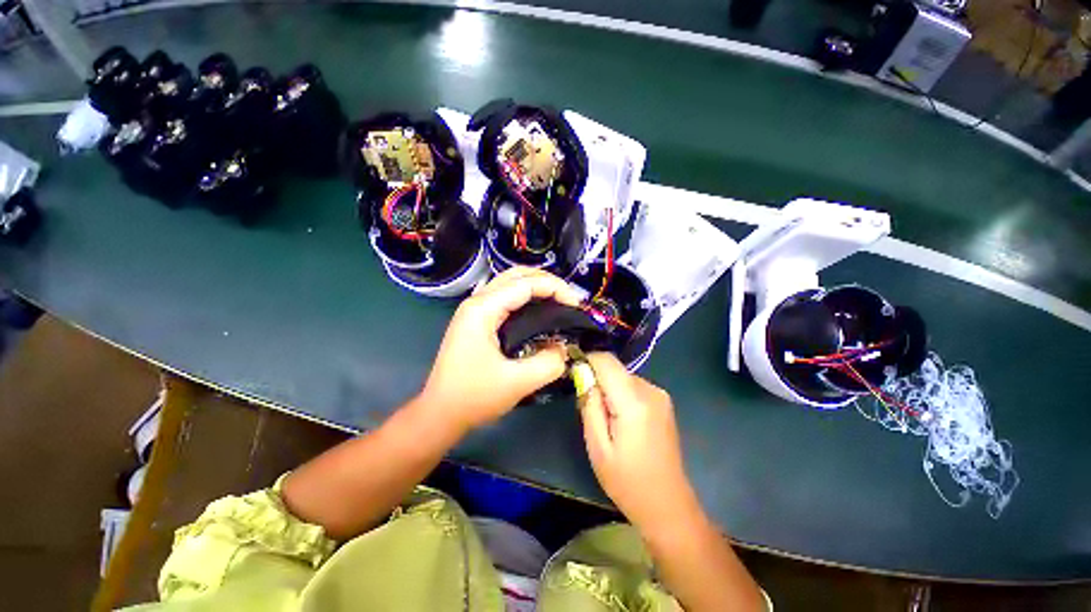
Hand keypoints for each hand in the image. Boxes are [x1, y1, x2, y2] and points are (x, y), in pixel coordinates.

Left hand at [419, 267, 582, 431]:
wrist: (439, 414)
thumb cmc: (473, 397)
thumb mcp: (517, 383)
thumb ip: (549, 362)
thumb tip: (565, 348)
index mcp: (483, 309)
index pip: (526, 284)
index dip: (555, 289)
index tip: (577, 304)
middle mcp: (477, 301)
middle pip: (516, 275)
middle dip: (547, 281)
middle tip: (569, 299)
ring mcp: (475, 310)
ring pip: (510, 283)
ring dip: (536, 286)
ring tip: (559, 302)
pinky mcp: (477, 320)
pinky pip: (505, 297)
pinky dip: (526, 297)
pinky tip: (539, 310)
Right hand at [579, 353, 702, 532]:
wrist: (667, 504)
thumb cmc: (627, 480)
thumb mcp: (597, 445)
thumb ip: (589, 403)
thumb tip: (581, 371)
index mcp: (633, 401)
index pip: (606, 360)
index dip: (586, 361)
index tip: (573, 376)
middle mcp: (650, 390)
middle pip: (614, 368)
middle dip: (597, 380)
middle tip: (589, 409)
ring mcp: (660, 394)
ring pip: (623, 376)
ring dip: (609, 389)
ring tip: (607, 420)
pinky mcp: (663, 401)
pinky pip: (634, 386)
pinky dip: (621, 394)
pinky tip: (622, 421)